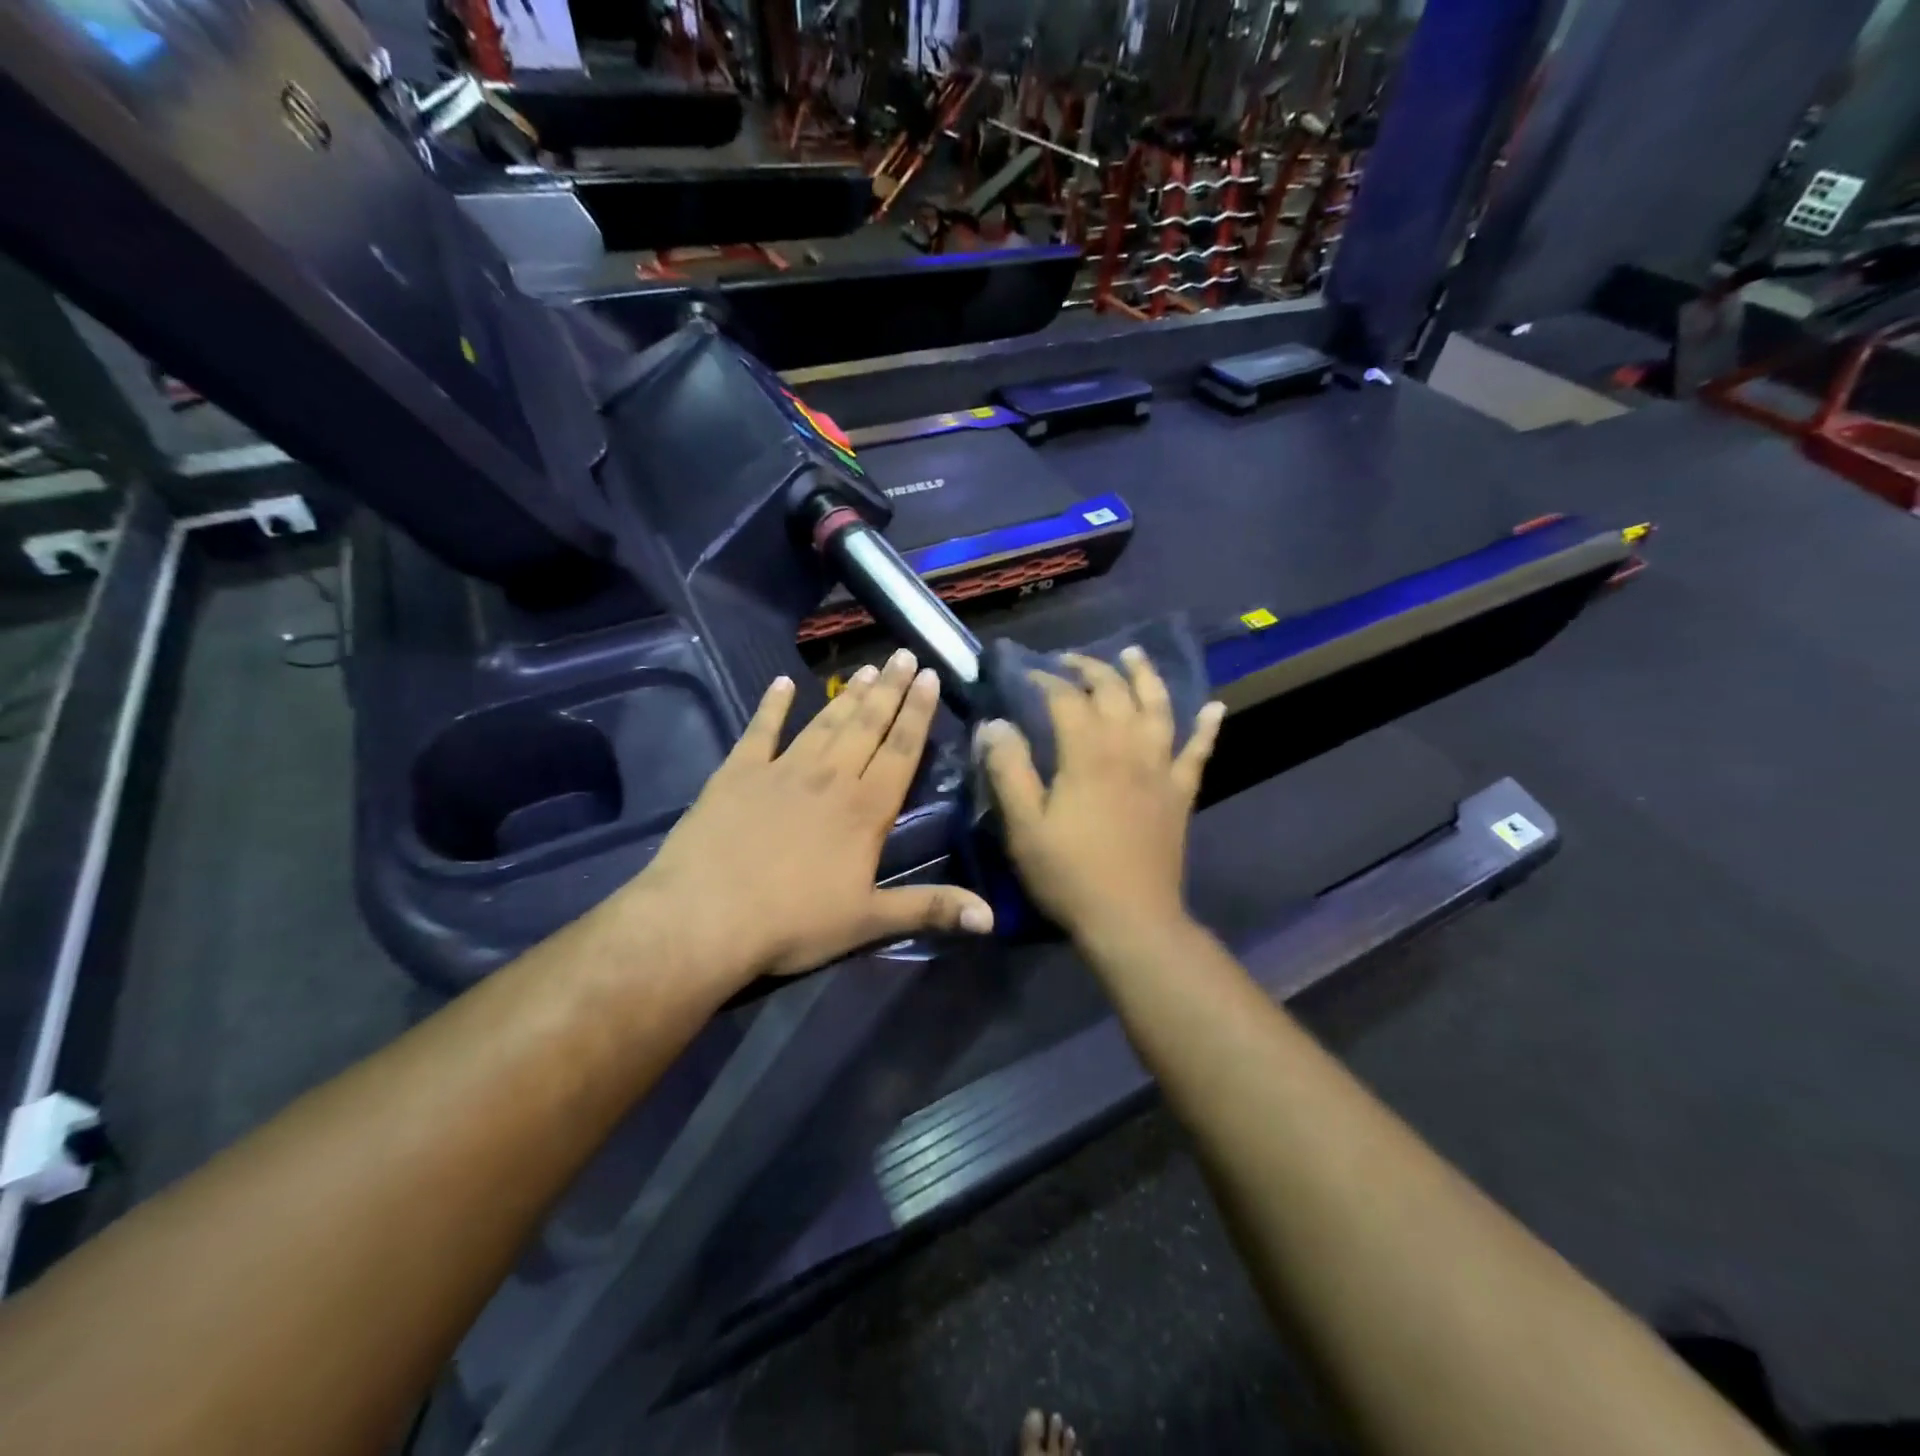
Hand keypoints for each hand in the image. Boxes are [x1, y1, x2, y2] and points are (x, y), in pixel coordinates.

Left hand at [624, 648, 993, 987]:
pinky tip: (782, 684)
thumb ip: (930, 909)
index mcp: (865, 809)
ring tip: (867, 667)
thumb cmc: (794, 922)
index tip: (930, 676)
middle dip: (890, 689)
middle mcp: (830, 777)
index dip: (918, 712)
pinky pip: (760, 730)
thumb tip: (991, 919)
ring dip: (847, 694)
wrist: (705, 917)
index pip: (901, 750)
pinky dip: (771, 706)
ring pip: (824, 722)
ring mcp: (781, 770)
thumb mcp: (868, 921)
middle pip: (867, 724)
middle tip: (905, 654)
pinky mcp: (737, 773)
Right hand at [978, 647, 1223, 940]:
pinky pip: (1198, 752)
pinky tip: (1215, 707)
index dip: (1045, 680)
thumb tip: (995, 724)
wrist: (1131, 919)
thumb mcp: (1024, 826)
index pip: (1066, 699)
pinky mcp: (1180, 794)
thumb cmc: (1069, 874)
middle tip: (1069, 661)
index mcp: (1087, 755)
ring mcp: (1160, 770)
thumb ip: (1008, 770)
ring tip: (1134, 654)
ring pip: (1158, 709)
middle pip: (1113, 693)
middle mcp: (1128, 750)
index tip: (1026, 675)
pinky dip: (1207, 727)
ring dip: (1146, 677)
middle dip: (1090, 669)